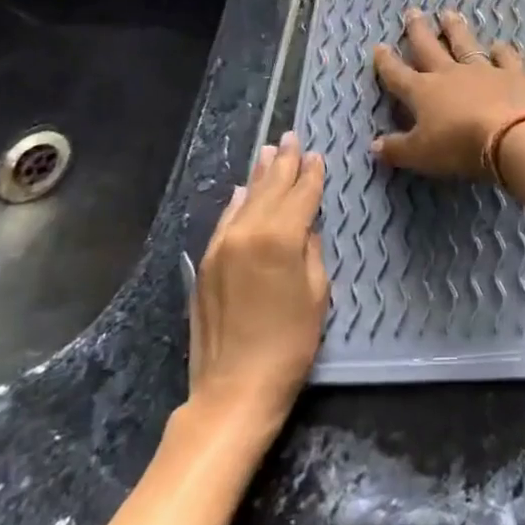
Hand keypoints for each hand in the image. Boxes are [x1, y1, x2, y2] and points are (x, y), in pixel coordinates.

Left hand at [187, 132, 328, 435]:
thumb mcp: (317, 294)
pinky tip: (241, 191)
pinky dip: (236, 203)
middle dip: (284, 163)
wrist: (234, 387)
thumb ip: (311, 251)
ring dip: (259, 176)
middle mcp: (248, 232)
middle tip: (292, 137)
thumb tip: (305, 227)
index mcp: (281, 238)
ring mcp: (221, 246)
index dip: (312, 175)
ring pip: (244, 200)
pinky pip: (224, 221)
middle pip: (270, 189)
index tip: (318, 156)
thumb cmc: (290, 344)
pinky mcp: (206, 263)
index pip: (301, 195)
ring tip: (270, 152)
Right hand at [370, 8, 524, 179]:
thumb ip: (396, 149)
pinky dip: (502, 50)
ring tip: (449, 14)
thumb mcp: (420, 155)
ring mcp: (483, 70)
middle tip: (413, 11)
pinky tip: (499, 45)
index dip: (386, 62)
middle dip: (418, 31)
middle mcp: (450, 74)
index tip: (378, 46)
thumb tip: (374, 146)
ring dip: (455, 29)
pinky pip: (505, 57)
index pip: (398, 75)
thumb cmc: (459, 146)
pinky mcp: (513, 74)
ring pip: (465, 44)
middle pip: (429, 47)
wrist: (511, 136)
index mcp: (423, 92)